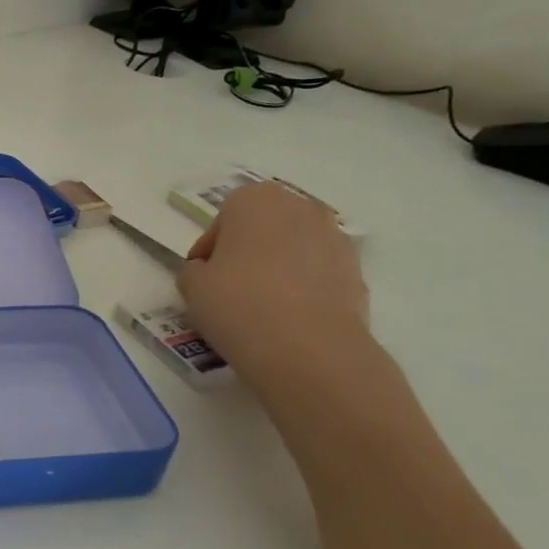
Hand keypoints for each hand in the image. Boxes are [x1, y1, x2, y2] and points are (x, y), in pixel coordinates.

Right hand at [176, 181, 369, 384]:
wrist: (308, 349)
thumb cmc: (238, 303)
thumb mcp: (191, 285)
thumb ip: (194, 270)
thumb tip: (208, 271)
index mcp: (256, 200)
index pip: (223, 218)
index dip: (210, 248)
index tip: (203, 275)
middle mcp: (300, 207)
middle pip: (264, 226)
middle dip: (248, 250)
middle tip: (230, 286)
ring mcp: (335, 238)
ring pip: (294, 248)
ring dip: (278, 267)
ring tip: (261, 305)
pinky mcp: (357, 272)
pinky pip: (318, 273)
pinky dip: (304, 288)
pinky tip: (289, 318)